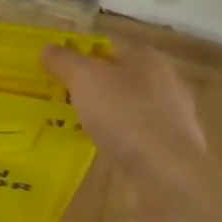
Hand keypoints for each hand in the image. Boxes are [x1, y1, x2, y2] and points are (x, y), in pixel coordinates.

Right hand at [43, 42, 207, 212]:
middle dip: (96, 88)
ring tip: (80, 128)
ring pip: (131, 109)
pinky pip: (139, 137)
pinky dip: (122, 141)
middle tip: (65, 101)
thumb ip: (64, 61)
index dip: (84, 58)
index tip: (60, 74)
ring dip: (109, 116)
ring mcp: (173, 117)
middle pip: (121, 78)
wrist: (166, 174)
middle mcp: (165, 82)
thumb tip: (47, 48)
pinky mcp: (173, 149)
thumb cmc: (125, 115)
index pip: (110, 49)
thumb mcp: (85, 79)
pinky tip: (105, 151)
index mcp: (147, 58)